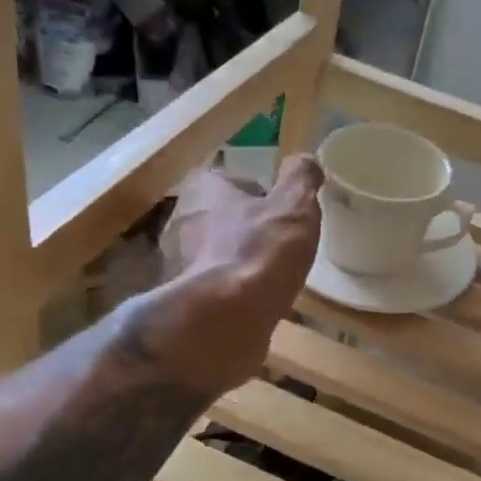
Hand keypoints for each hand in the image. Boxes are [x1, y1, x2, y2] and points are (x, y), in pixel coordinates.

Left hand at [150, 157, 322, 392]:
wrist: (224, 320)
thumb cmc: (260, 251)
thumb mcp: (295, 205)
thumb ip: (301, 177)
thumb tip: (304, 160)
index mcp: (201, 188)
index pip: (235, 181)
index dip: (264, 196)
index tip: (285, 215)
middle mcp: (180, 220)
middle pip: (224, 217)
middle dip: (250, 230)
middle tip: (282, 246)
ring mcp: (176, 263)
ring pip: (218, 254)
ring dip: (241, 262)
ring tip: (273, 278)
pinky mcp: (181, 301)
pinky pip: (214, 288)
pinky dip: (232, 294)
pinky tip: (257, 304)